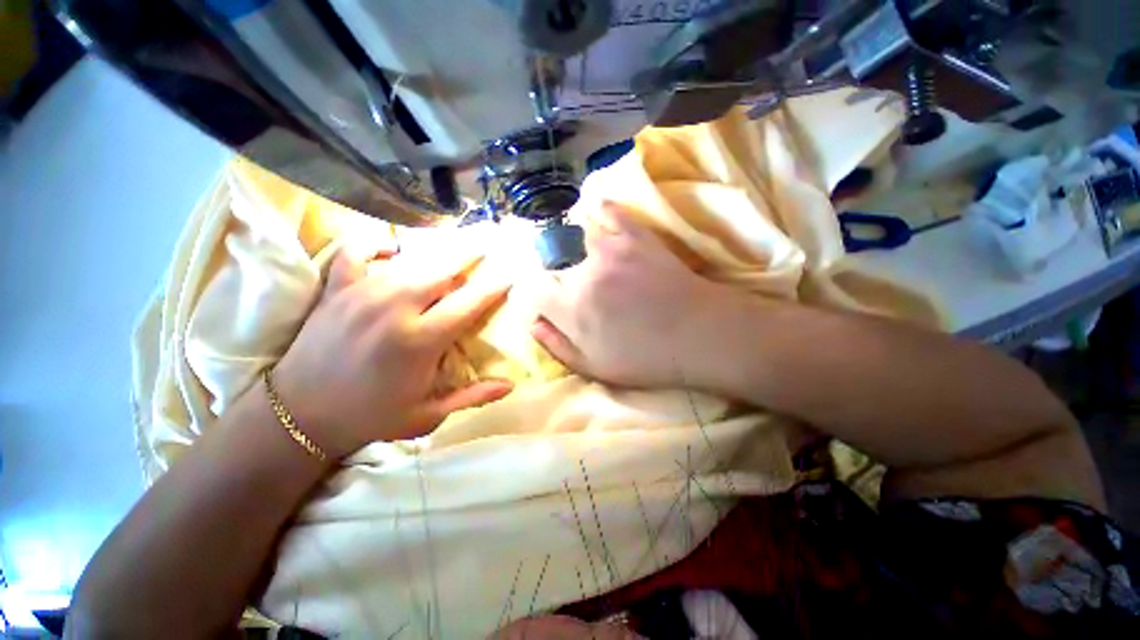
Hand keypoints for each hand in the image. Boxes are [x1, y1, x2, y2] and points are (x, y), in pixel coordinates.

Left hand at [272, 240, 513, 459]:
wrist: (299, 415)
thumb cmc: (371, 416)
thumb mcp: (428, 415)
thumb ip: (472, 398)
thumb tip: (510, 386)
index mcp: (421, 341)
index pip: (469, 303)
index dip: (493, 287)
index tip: (508, 275)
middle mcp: (395, 309)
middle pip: (442, 270)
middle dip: (469, 256)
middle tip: (485, 247)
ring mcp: (363, 294)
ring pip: (409, 260)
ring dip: (436, 252)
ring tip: (453, 246)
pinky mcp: (336, 290)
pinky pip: (355, 252)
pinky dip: (374, 244)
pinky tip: (391, 249)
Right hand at [532, 203, 728, 387]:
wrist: (699, 335)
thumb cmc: (647, 358)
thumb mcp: (595, 367)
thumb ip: (557, 345)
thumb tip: (532, 322)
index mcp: (572, 308)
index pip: (531, 288)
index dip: (531, 291)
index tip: (541, 297)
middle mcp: (583, 273)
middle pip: (547, 258)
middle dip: (547, 268)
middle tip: (560, 277)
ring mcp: (610, 248)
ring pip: (572, 231)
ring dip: (568, 241)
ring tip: (576, 251)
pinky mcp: (636, 234)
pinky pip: (608, 209)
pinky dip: (598, 210)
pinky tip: (596, 217)